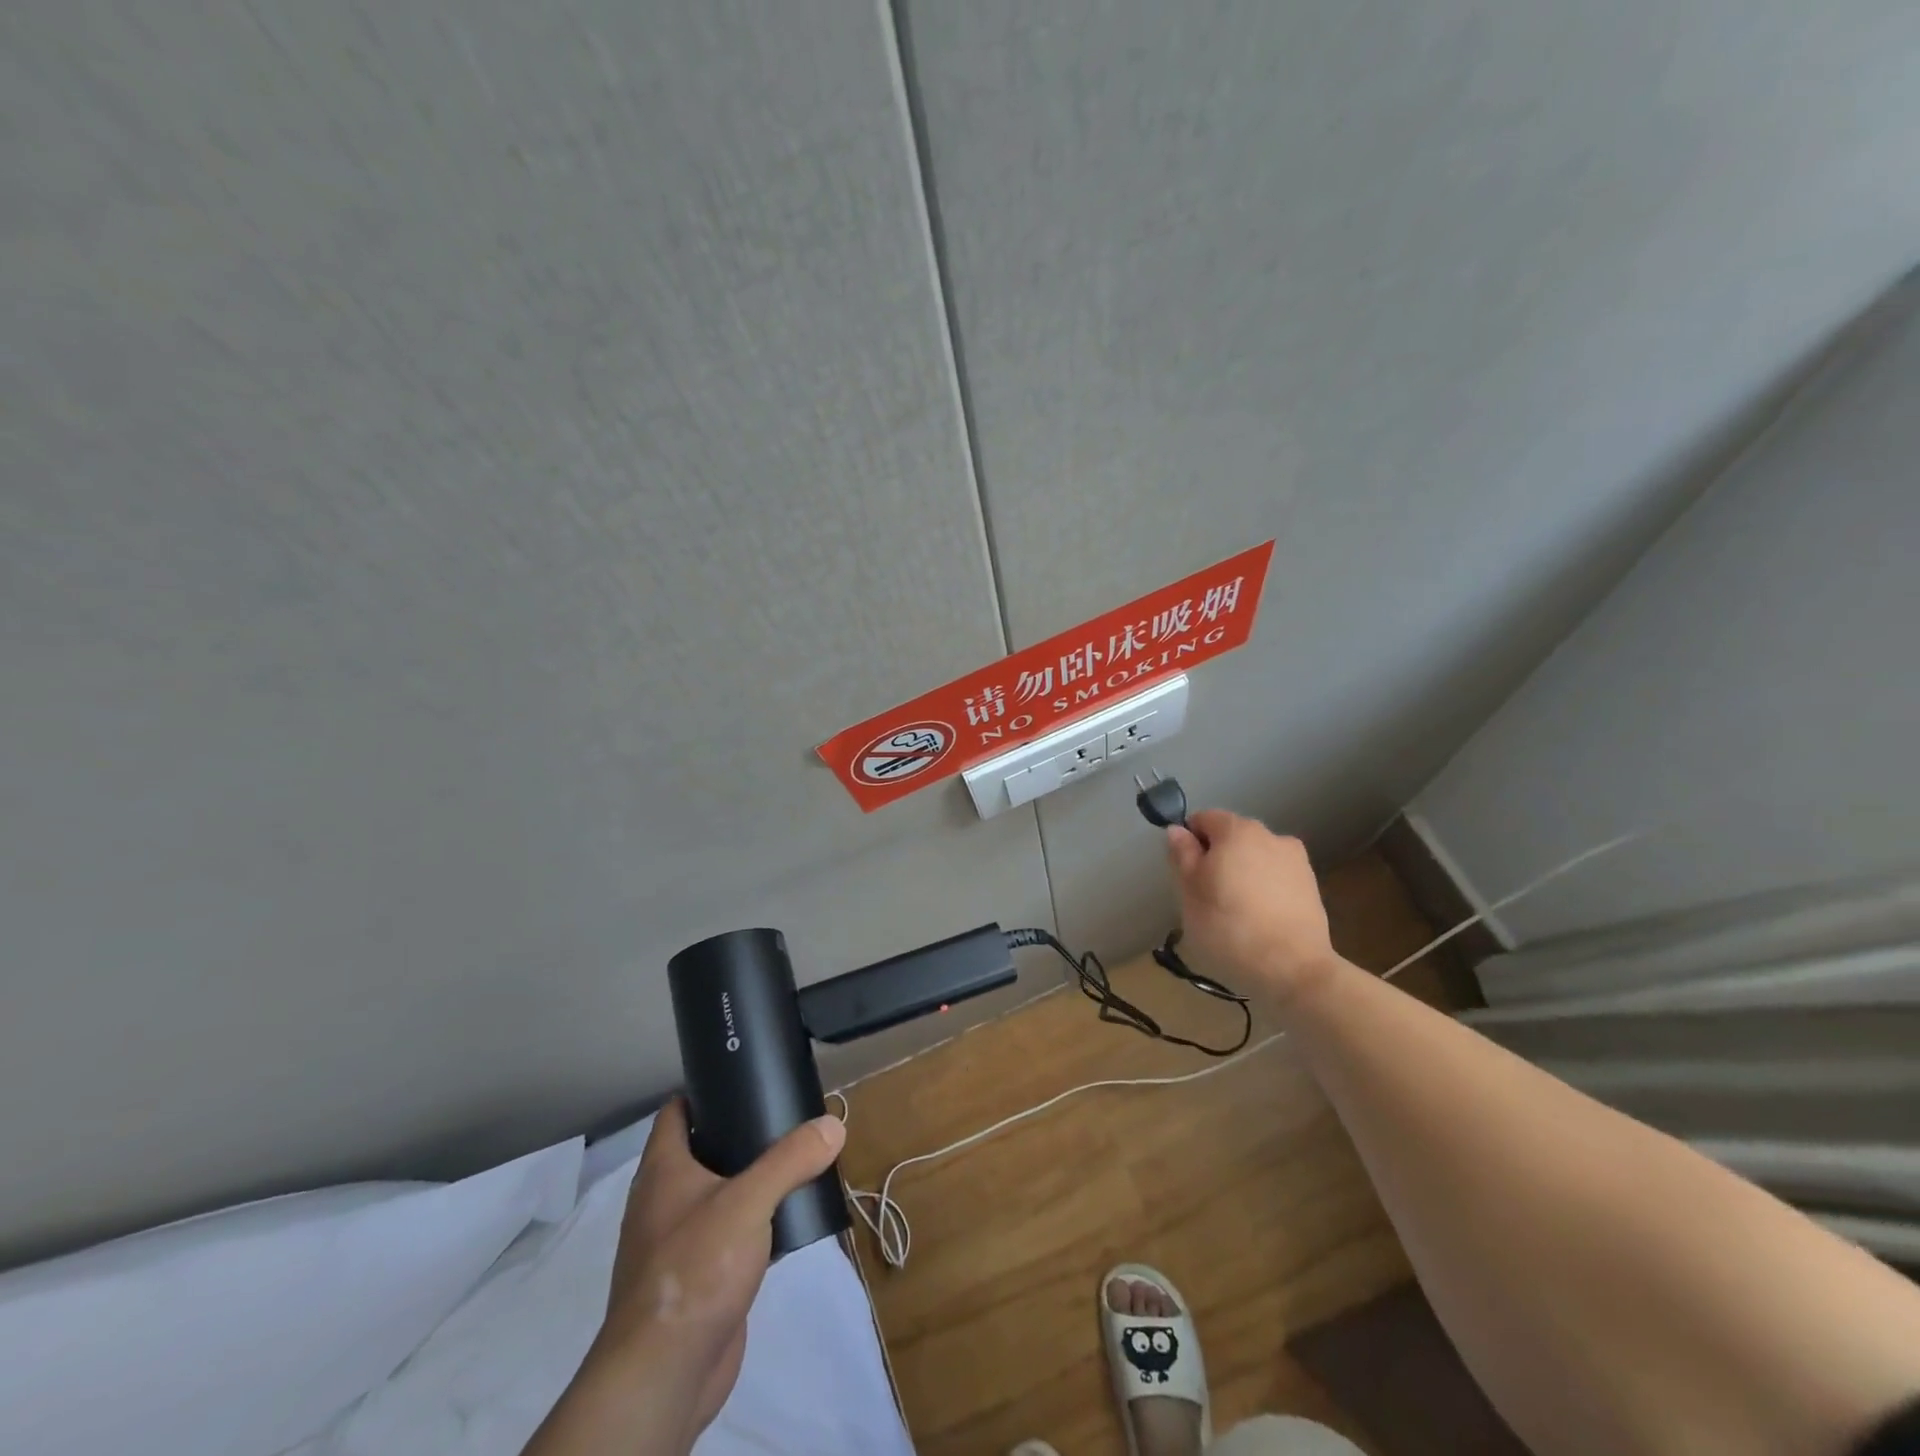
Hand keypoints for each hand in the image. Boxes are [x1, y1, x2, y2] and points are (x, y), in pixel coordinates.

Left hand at [525, 1099, 845, 1455]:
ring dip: (749, 1178)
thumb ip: (791, 1159)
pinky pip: (728, 1233)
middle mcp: (664, 1201)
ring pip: (717, 1193)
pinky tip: (786, 1217)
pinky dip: (753, 1220)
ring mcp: (678, 1242)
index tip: (743, 1073)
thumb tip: (834, 1123)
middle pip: (700, 1149)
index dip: (703, 1088)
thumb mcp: (749, 1201)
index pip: (676, 1111)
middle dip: (738, 1131)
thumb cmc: (694, 1269)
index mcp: (663, 1171)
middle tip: (784, 1114)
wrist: (665, 1375)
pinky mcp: (698, 1278)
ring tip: (794, 1158)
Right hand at [1166, 808, 1339, 1006]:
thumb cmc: (1229, 926)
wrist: (1293, 969)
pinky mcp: (1312, 888)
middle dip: (1217, 858)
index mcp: (1237, 830)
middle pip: (1232, 837)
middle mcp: (1270, 835)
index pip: (1203, 819)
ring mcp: (1296, 861)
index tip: (1185, 875)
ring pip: (1255, 859)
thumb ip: (1182, 855)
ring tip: (1235, 913)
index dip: (1189, 842)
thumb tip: (1178, 830)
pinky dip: (1264, 891)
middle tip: (1206, 897)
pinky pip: (1276, 879)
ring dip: (1242, 875)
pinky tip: (1259, 921)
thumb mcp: (1189, 891)